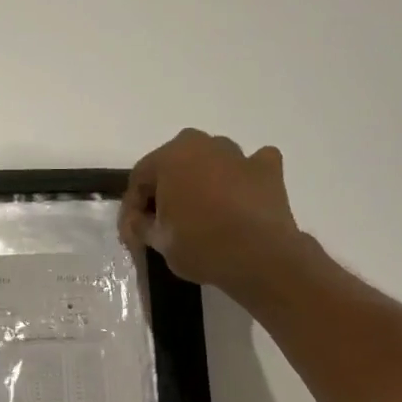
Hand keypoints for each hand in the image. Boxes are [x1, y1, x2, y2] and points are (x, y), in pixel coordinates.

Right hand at [121, 129, 303, 293]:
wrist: (259, 257)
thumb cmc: (199, 245)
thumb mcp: (157, 241)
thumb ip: (141, 224)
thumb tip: (140, 221)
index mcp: (169, 157)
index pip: (140, 179)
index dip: (133, 207)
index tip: (134, 233)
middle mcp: (203, 144)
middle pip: (174, 165)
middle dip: (166, 189)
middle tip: (164, 221)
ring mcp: (238, 154)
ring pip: (211, 162)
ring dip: (202, 181)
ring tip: (201, 213)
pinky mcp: (268, 169)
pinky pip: (249, 166)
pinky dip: (242, 177)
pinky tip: (239, 198)